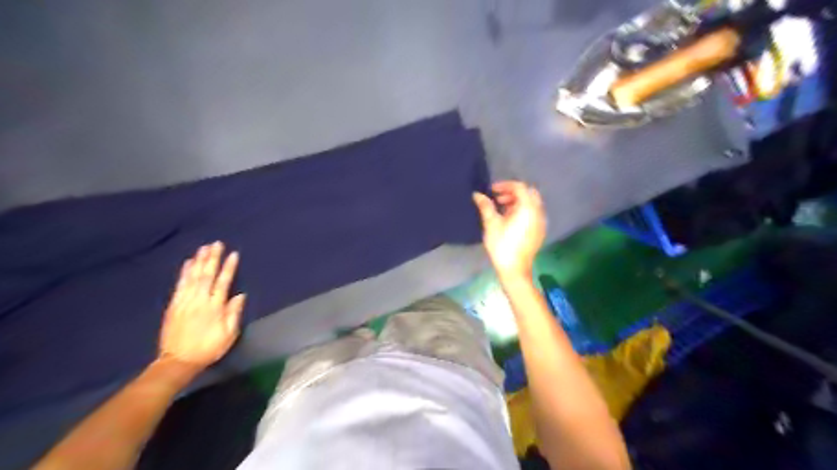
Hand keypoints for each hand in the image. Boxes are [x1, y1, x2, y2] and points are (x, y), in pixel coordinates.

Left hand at [159, 243, 245, 370]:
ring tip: (204, 248)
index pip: (223, 283)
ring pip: (193, 277)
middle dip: (213, 259)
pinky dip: (184, 272)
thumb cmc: (208, 349)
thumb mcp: (229, 335)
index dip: (229, 268)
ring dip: (199, 261)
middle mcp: (200, 301)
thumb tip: (240, 295)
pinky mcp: (174, 305)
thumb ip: (233, 314)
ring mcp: (185, 302)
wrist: (178, 362)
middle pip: (207, 276)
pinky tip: (189, 262)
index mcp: (215, 308)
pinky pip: (180, 285)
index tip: (233, 254)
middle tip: (217, 244)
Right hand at [474, 181, 546, 278]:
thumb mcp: (491, 224)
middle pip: (528, 194)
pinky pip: (533, 214)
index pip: (520, 187)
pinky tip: (510, 220)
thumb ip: (486, 206)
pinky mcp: (539, 231)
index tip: (492, 190)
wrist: (515, 269)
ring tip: (501, 209)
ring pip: (531, 204)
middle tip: (497, 199)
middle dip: (512, 193)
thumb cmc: (502, 245)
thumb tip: (477, 195)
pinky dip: (522, 211)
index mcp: (528, 208)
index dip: (505, 185)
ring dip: (517, 202)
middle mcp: (538, 212)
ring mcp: (541, 222)